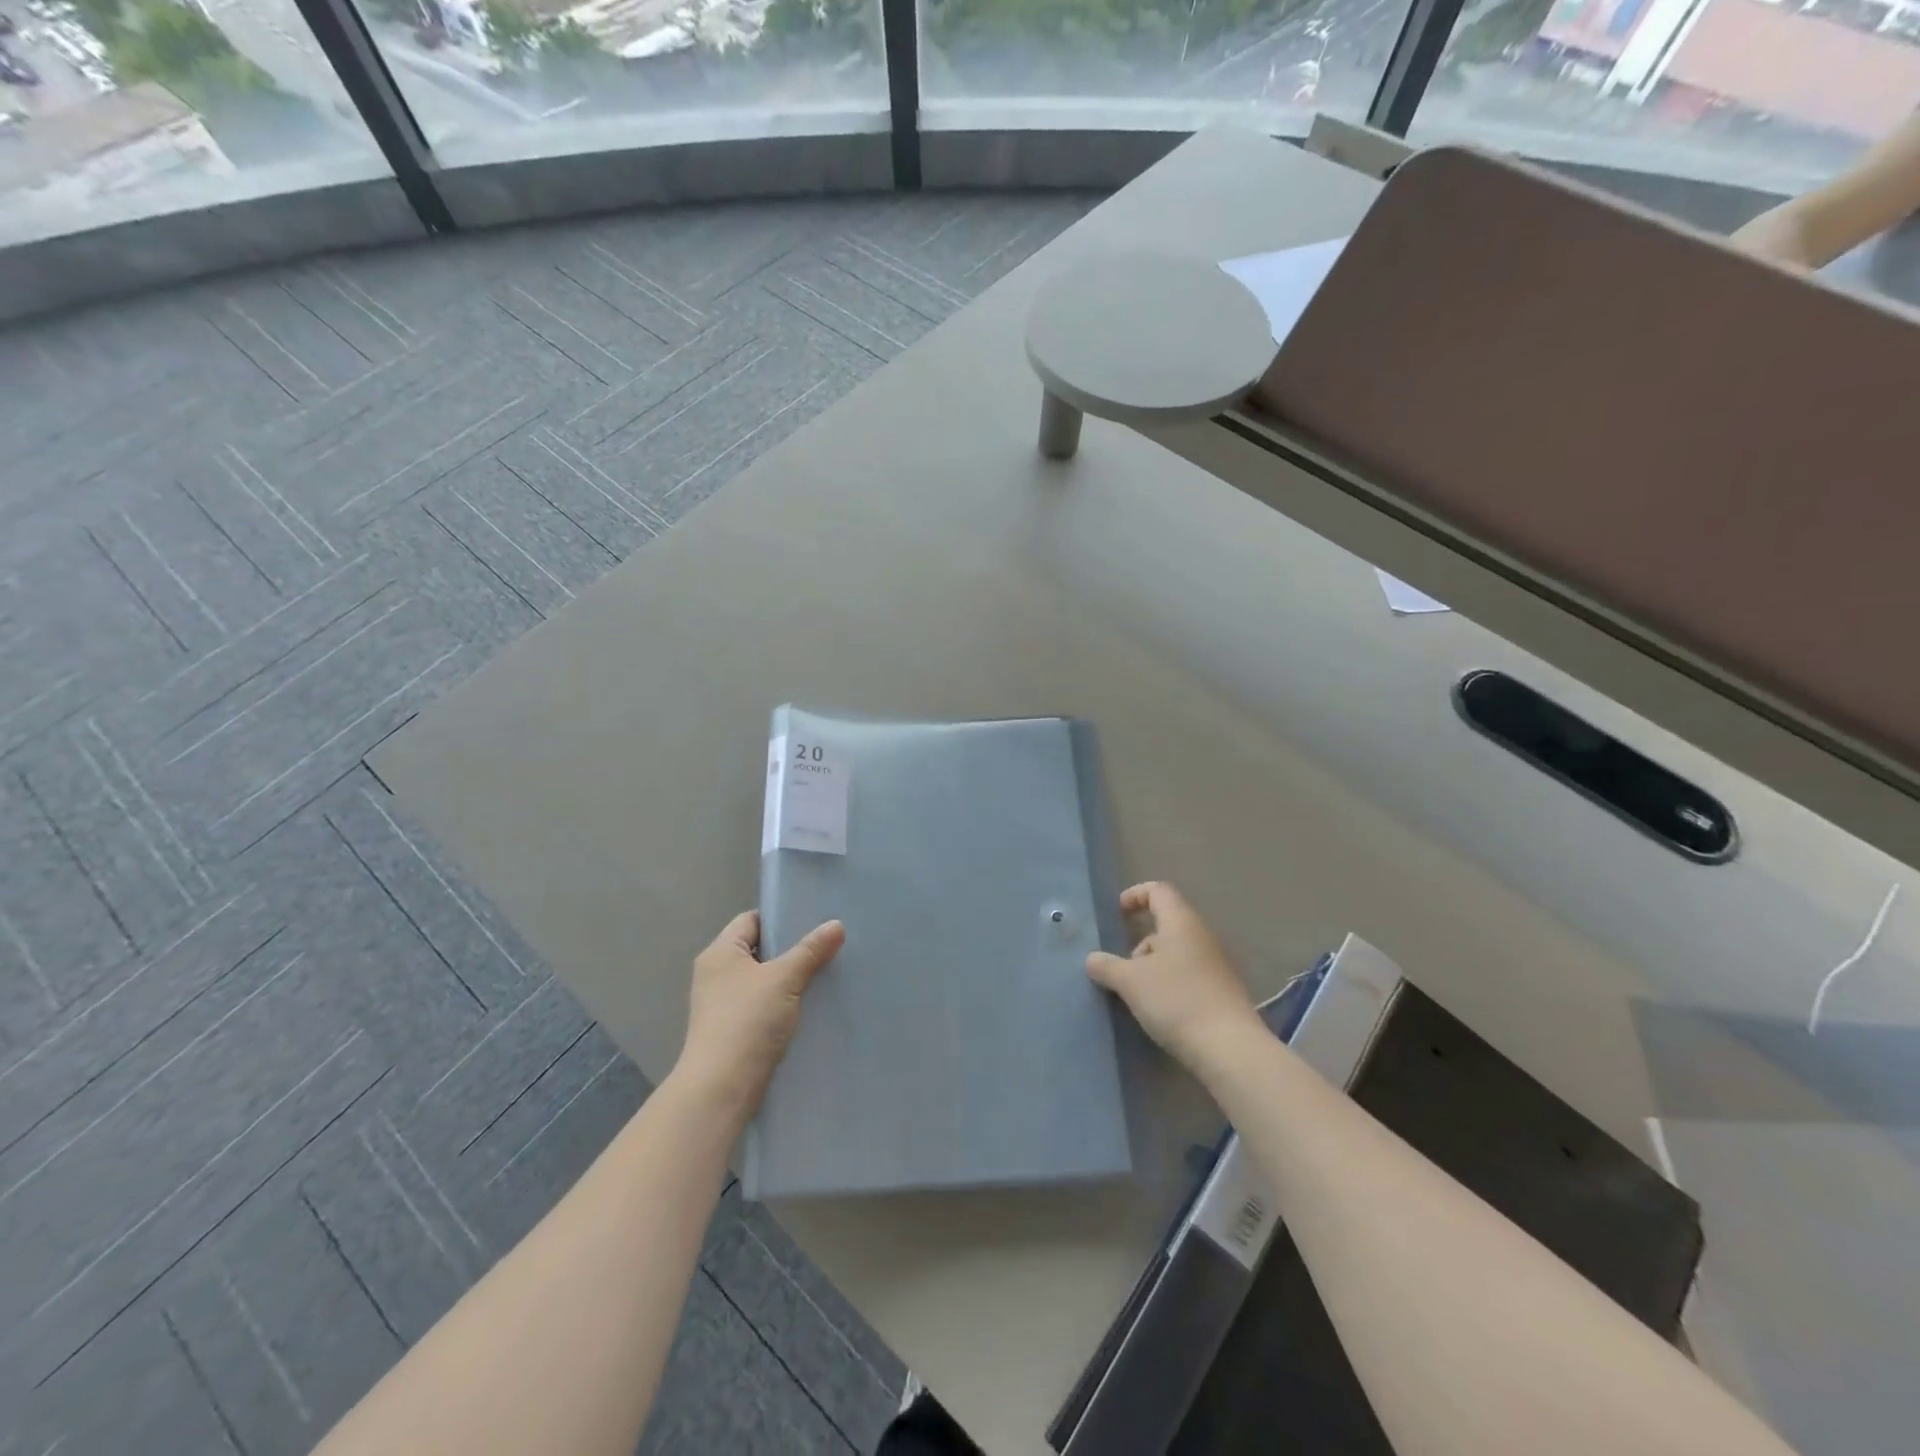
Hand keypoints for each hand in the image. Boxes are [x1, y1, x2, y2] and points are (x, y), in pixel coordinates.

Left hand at [674, 911, 844, 1117]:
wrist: (721, 1088)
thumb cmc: (748, 1021)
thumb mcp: (784, 979)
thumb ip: (810, 950)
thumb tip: (836, 924)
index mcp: (719, 952)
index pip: (751, 920)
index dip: (780, 918)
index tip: (812, 921)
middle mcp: (715, 973)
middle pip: (757, 949)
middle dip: (789, 949)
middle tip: (824, 945)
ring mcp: (721, 1004)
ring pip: (761, 979)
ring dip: (787, 978)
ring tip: (822, 973)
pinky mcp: (731, 1030)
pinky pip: (761, 1004)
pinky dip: (781, 1002)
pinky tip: (807, 1006)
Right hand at [1087, 882, 1259, 1071]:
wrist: (1230, 1048)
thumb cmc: (1176, 1000)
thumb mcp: (1130, 982)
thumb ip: (1107, 966)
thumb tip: (1092, 959)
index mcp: (1181, 922)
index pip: (1159, 891)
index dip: (1135, 895)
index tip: (1117, 914)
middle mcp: (1202, 936)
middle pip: (1166, 924)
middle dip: (1140, 942)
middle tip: (1123, 968)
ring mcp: (1216, 964)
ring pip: (1176, 952)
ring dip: (1153, 967)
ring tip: (1138, 995)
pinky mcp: (1222, 991)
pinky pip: (1188, 975)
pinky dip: (1169, 984)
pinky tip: (1160, 1010)